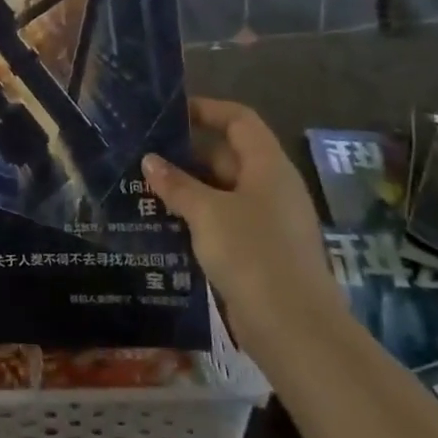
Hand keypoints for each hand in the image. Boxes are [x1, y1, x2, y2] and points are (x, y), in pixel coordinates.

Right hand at [143, 99, 341, 347]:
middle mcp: (271, 188)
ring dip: (187, 190)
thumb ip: (177, 184)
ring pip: (222, 192)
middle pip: (227, 155)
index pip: (239, 120)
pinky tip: (164, 225)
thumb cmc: (252, 254)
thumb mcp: (207, 213)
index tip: (169, 113)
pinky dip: (196, 219)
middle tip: (143, 155)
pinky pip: (223, 222)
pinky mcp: (259, 252)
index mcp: (268, 167)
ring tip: (143, 189)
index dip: (207, 109)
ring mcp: (267, 222)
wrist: (294, 328)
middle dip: (186, 154)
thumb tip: (150, 160)